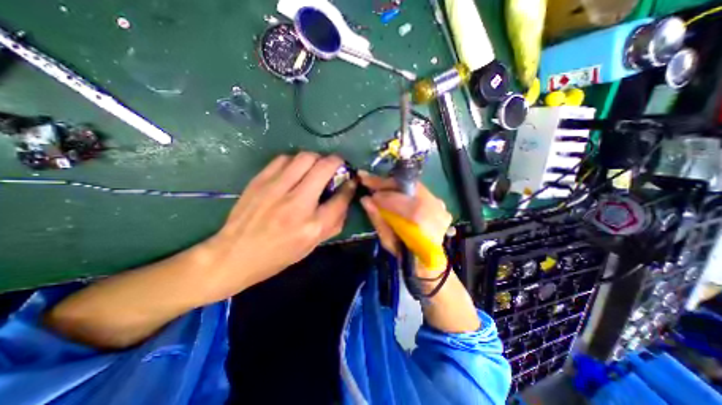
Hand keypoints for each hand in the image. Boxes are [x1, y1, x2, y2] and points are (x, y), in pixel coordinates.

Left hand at [200, 153, 354, 300]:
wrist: (235, 255)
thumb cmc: (279, 255)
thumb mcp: (313, 245)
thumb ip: (334, 222)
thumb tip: (345, 197)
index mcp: (313, 226)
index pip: (341, 198)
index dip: (350, 186)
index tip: (351, 180)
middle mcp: (297, 204)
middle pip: (324, 167)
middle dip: (336, 162)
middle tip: (336, 167)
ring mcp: (276, 189)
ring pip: (305, 157)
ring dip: (316, 159)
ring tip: (315, 168)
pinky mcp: (260, 181)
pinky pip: (284, 159)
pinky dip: (295, 161)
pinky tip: (295, 171)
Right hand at [356, 171, 449, 274]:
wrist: (428, 262)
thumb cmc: (406, 256)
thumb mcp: (388, 242)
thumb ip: (378, 219)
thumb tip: (365, 200)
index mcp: (426, 224)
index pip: (403, 202)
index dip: (384, 196)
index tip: (368, 193)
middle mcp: (437, 211)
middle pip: (409, 188)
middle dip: (386, 183)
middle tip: (368, 180)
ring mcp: (441, 207)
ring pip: (413, 187)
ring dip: (393, 186)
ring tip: (377, 185)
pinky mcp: (440, 205)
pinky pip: (417, 192)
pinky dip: (402, 190)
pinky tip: (391, 191)